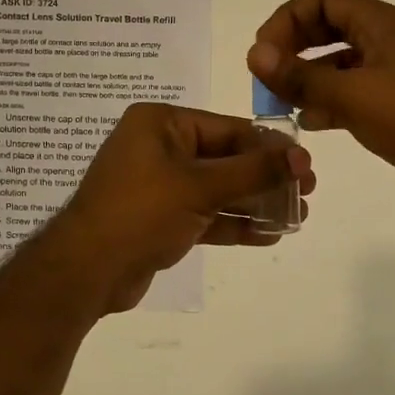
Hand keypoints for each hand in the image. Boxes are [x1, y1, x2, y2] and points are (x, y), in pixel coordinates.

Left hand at [52, 103, 315, 313]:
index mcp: (161, 123)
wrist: (86, 271)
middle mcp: (159, 147)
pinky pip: (205, 213)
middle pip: (225, 158)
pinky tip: (269, 234)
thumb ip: (254, 171)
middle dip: (265, 178)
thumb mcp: (200, 186)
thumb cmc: (141, 212)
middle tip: (307, 192)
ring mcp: (159, 184)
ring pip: (218, 189)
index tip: (306, 164)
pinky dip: (233, 223)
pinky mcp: (161, 218)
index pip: (228, 128)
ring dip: (255, 203)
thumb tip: (302, 157)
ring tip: (297, 216)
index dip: (269, 147)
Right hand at [248, 0, 394, 219]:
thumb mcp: (352, 95)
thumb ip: (300, 76)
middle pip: (328, 27)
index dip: (288, 18)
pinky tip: (310, 123)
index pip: (323, 0)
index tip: (264, 52)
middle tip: (268, 75)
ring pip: (339, 63)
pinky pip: (352, 93)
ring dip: (308, 77)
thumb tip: (254, 54)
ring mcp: (393, 74)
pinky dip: (328, 102)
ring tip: (282, 103)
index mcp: (381, 24)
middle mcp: (387, 41)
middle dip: (293, 47)